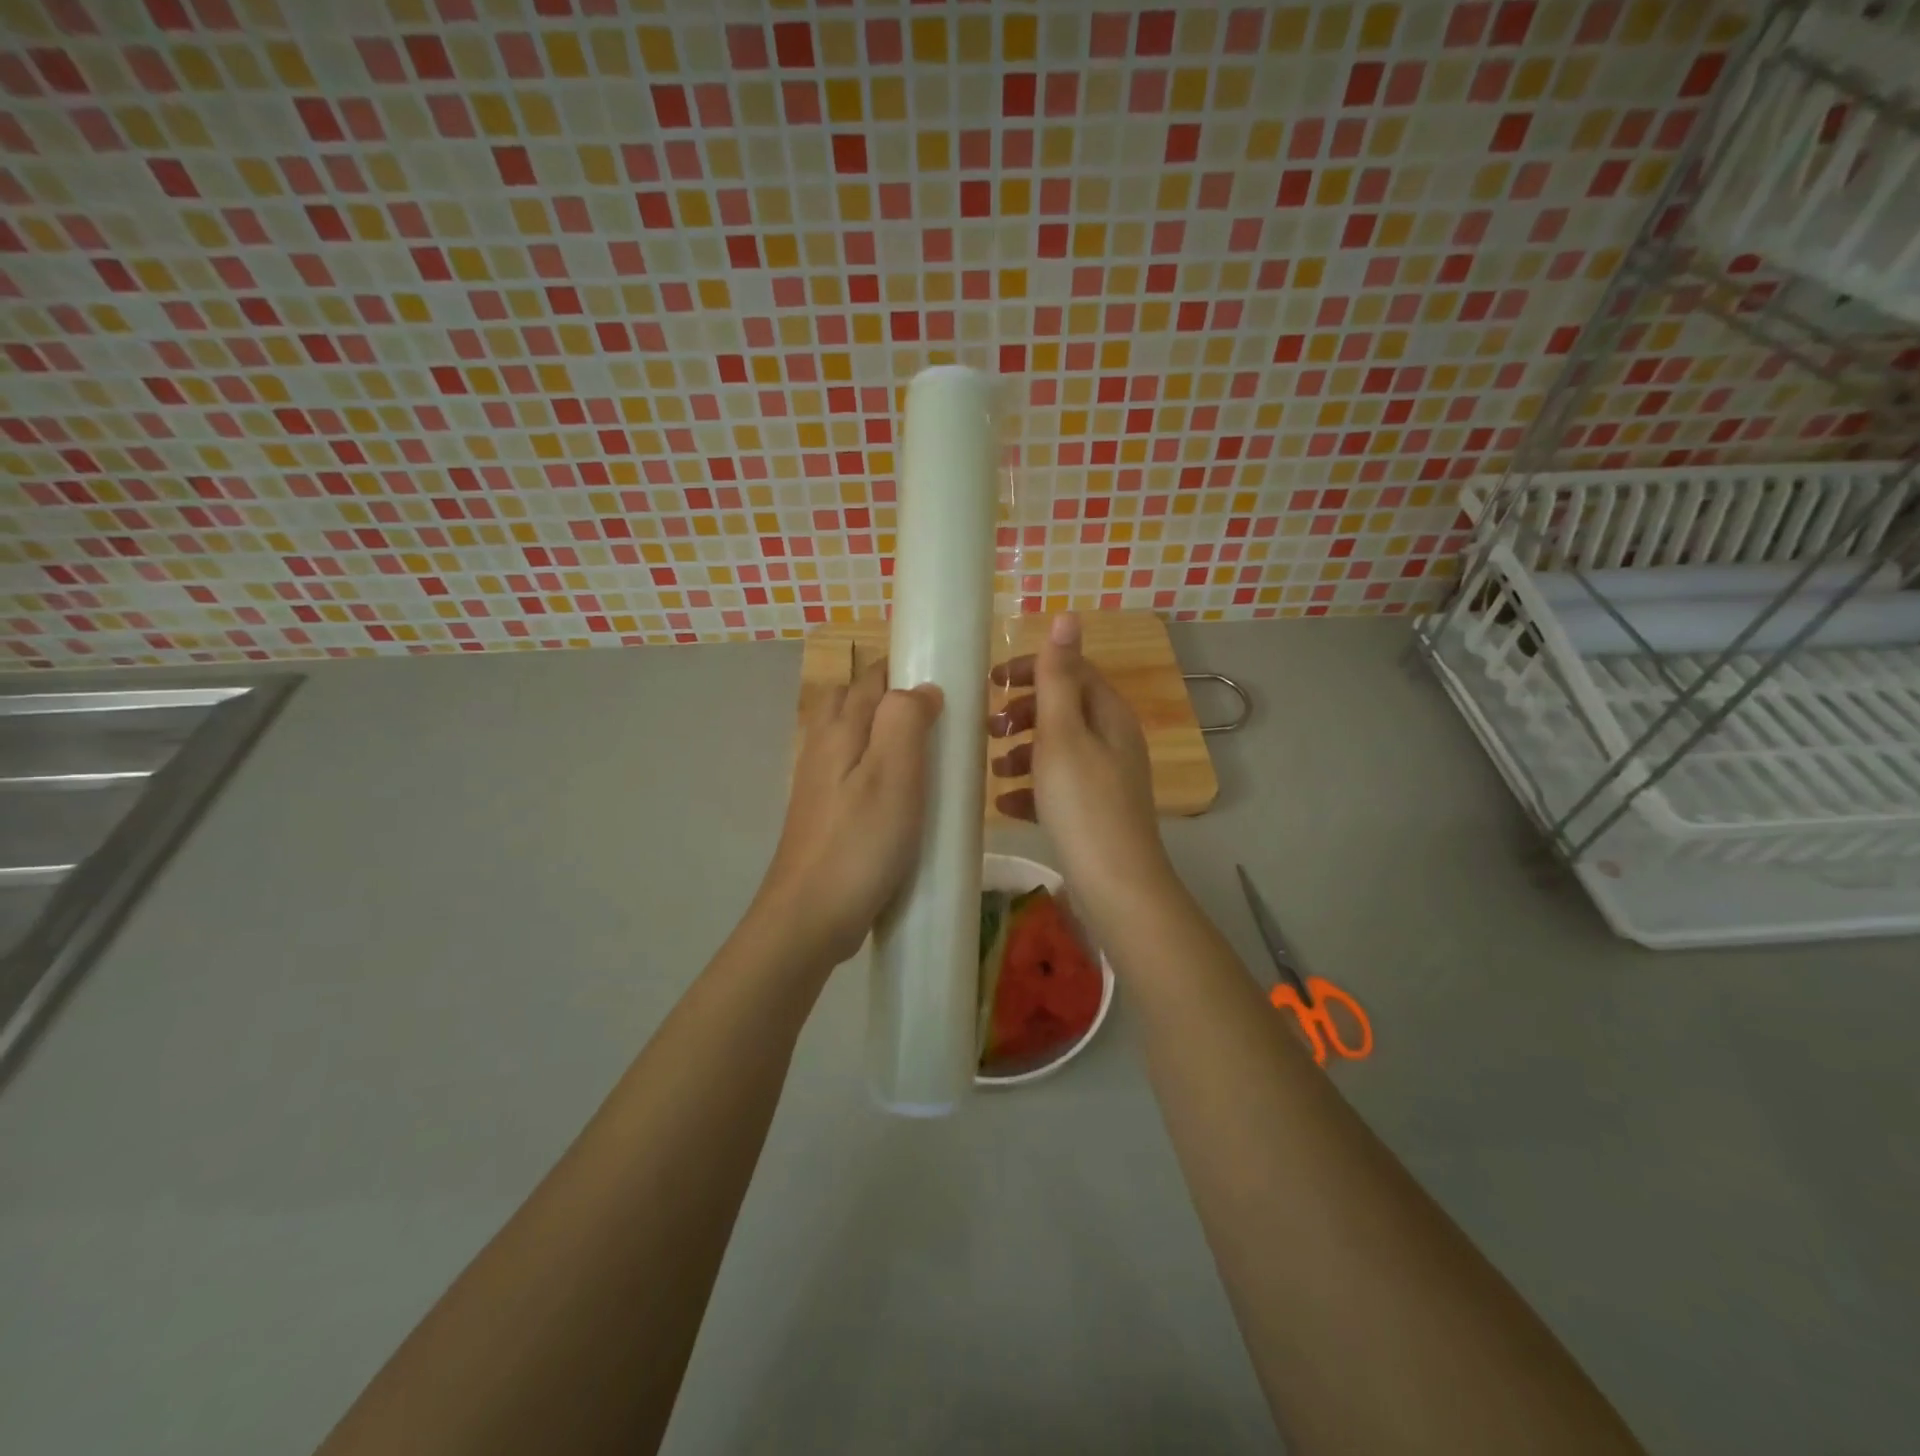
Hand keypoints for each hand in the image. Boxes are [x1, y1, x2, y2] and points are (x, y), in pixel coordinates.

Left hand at [756, 659, 943, 965]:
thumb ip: (906, 720)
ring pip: (851, 739)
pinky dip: (877, 768)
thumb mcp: (893, 775)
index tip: (947, 681)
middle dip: (891, 697)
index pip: (871, 677)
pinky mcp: (824, 815)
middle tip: (938, 720)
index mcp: (839, 730)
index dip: (906, 669)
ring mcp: (818, 784)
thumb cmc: (860, 844)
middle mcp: (822, 748)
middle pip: (853, 702)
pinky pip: (852, 773)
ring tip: (927, 756)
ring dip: (884, 734)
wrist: (809, 917)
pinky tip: (902, 797)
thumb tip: (922, 688)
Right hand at [989, 612, 1172, 913]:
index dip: (1032, 669)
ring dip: (1022, 752)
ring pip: (1058, 751)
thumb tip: (1067, 616)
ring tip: (992, 768)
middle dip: (1023, 713)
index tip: (992, 682)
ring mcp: (1106, 779)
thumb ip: (1058, 677)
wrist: (1116, 885)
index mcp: (1109, 716)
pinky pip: (1058, 788)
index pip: (1072, 671)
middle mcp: (1113, 741)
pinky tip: (1006, 806)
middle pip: (1064, 710)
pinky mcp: (1095, 812)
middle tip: (988, 726)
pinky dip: (1031, 790)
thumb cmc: (1083, 803)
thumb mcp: (1063, 734)